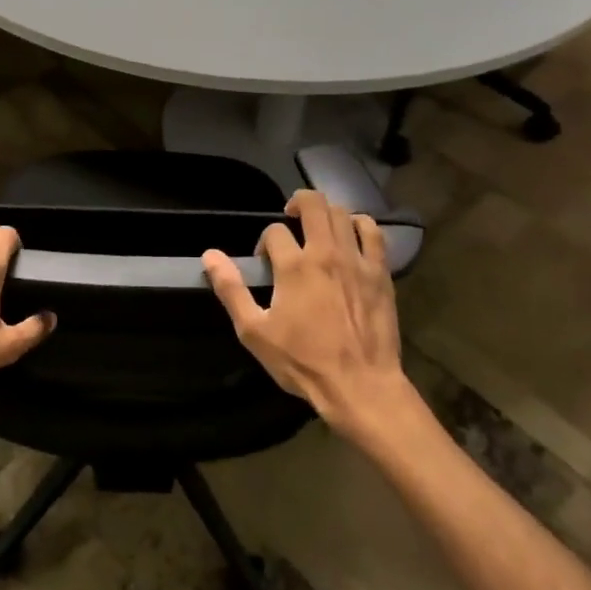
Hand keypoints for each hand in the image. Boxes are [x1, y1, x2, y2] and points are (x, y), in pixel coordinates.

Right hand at [202, 189, 415, 440]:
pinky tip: (351, 234)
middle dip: (297, 203)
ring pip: (342, 213)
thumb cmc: (302, 361)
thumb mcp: (254, 331)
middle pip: (313, 204)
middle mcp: (326, 253)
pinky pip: (373, 232)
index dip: (264, 242)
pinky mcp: (380, 272)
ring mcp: (357, 260)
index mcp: (294, 266)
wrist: (360, 385)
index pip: (274, 231)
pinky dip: (359, 224)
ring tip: (317, 227)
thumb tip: (210, 255)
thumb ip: (231, 289)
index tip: (265, 262)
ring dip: (325, 213)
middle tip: (290, 218)